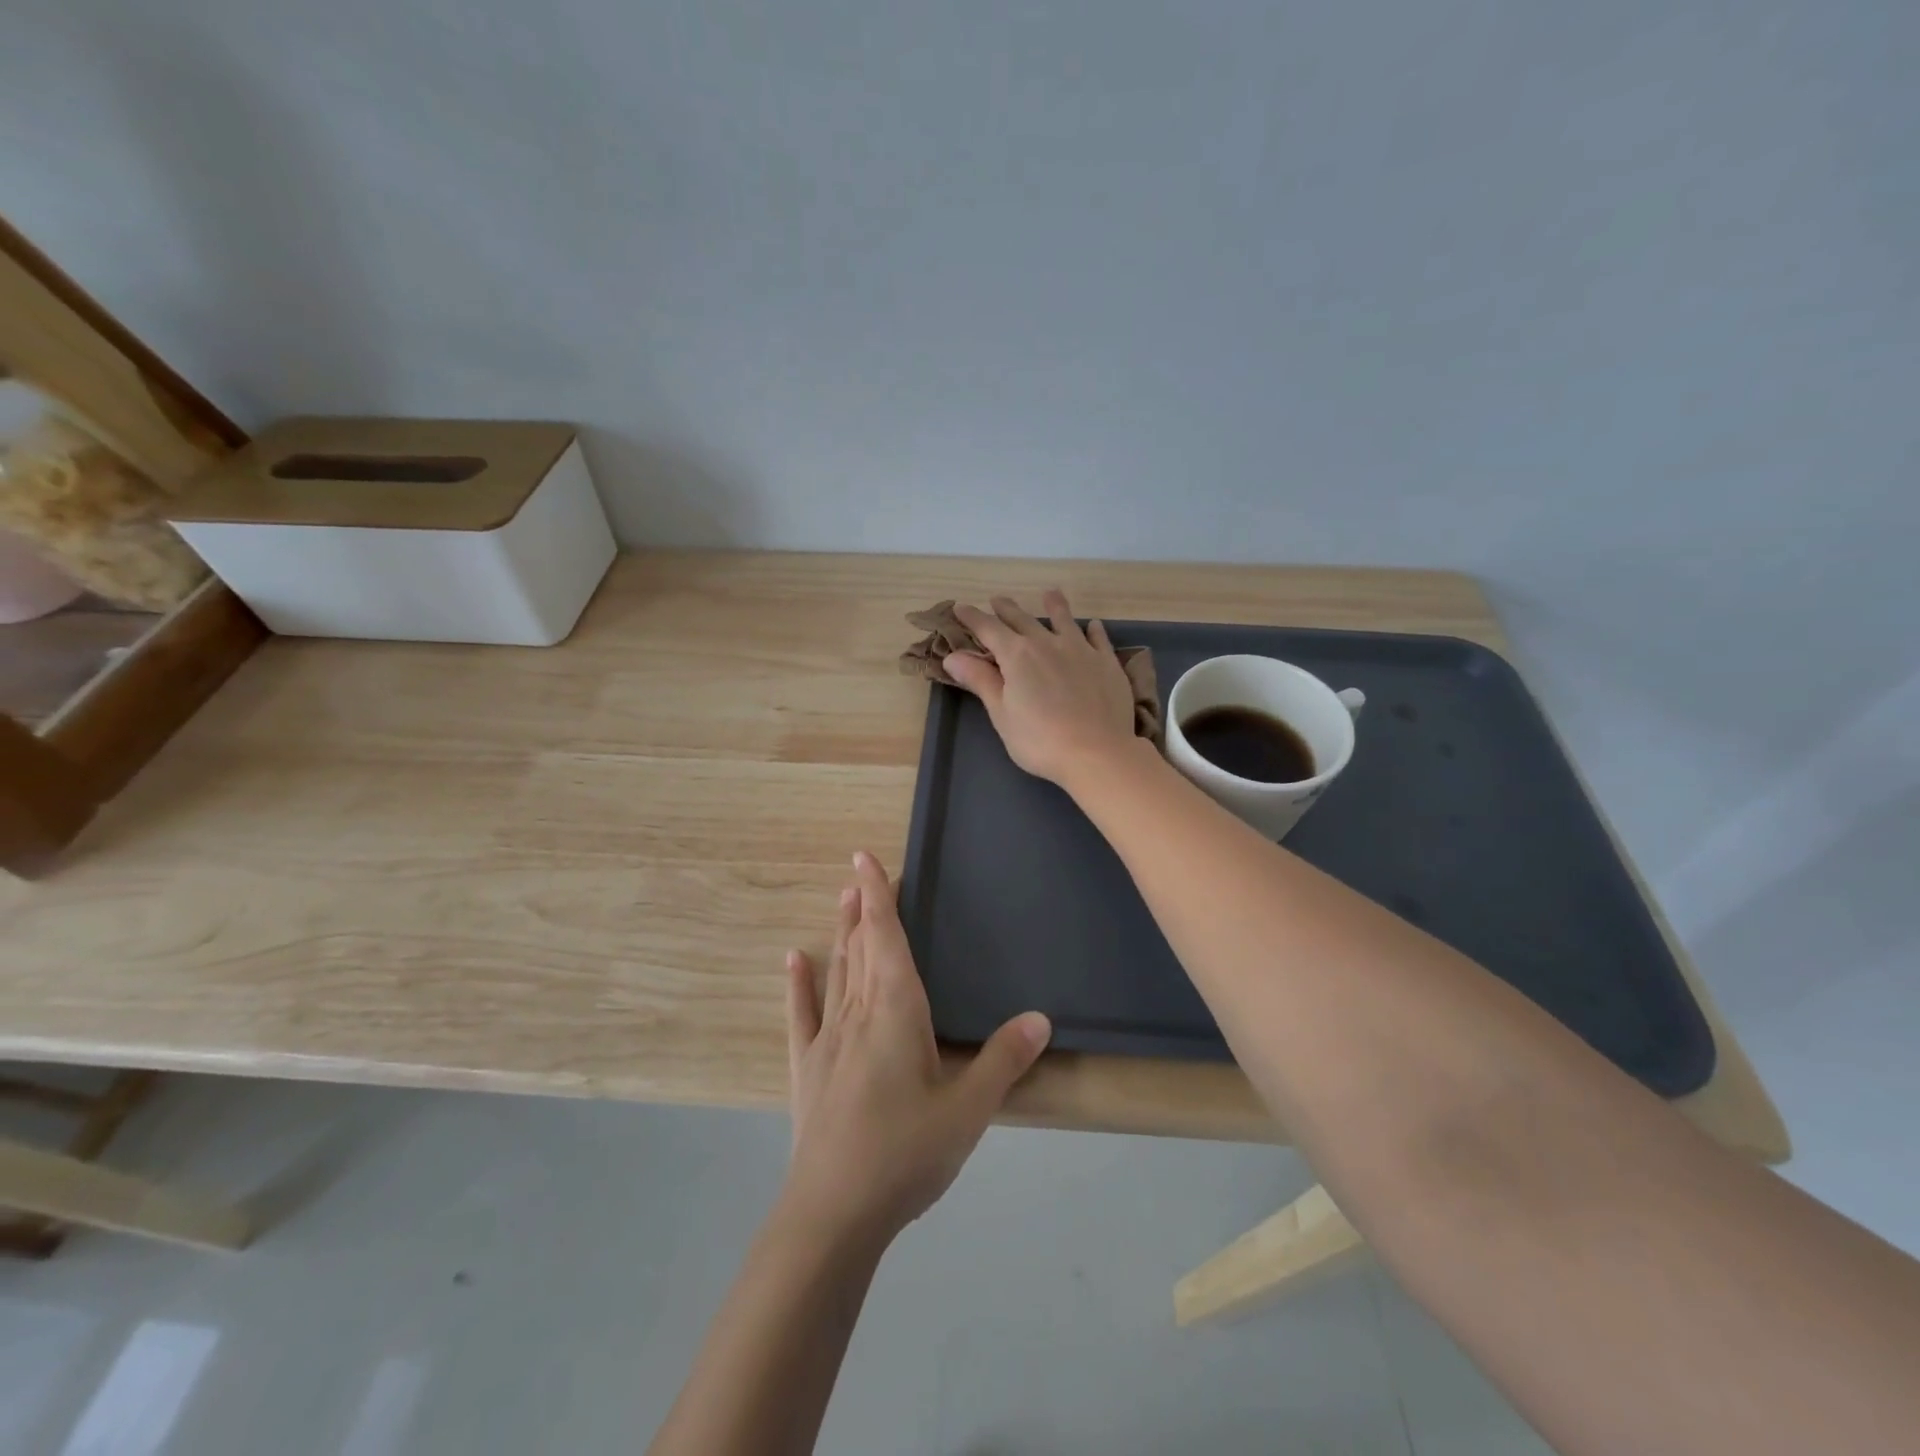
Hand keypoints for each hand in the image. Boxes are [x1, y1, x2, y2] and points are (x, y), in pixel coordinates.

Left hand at [783, 851, 1050, 1243]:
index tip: (864, 858)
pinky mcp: (807, 1069)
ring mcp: (827, 1040)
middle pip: (861, 948)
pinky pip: (801, 1015)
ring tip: (840, 900)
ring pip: (836, 972)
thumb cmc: (905, 1154)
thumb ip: (1003, 1061)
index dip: (877, 896)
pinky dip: (798, 984)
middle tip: (859, 875)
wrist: (833, 1213)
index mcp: (896, 1010)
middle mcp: (858, 1013)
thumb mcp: (968, 1110)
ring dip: (840, 934)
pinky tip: (793, 960)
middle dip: (862, 909)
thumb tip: (1040, 1018)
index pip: (886, 938)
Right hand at [942, 590, 1141, 790]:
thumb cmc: (1040, 740)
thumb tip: (953, 656)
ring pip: (1064, 620)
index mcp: (1017, 655)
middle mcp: (1047, 643)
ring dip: (1054, 606)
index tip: (960, 607)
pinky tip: (1093, 626)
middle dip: (1007, 609)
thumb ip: (981, 681)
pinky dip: (1093, 630)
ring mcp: (1081, 650)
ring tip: (1050, 594)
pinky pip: (1098, 639)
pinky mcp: (1107, 663)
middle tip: (998, 600)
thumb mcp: (1002, 714)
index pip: (988, 629)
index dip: (972, 617)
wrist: (1097, 752)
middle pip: (1023, 620)